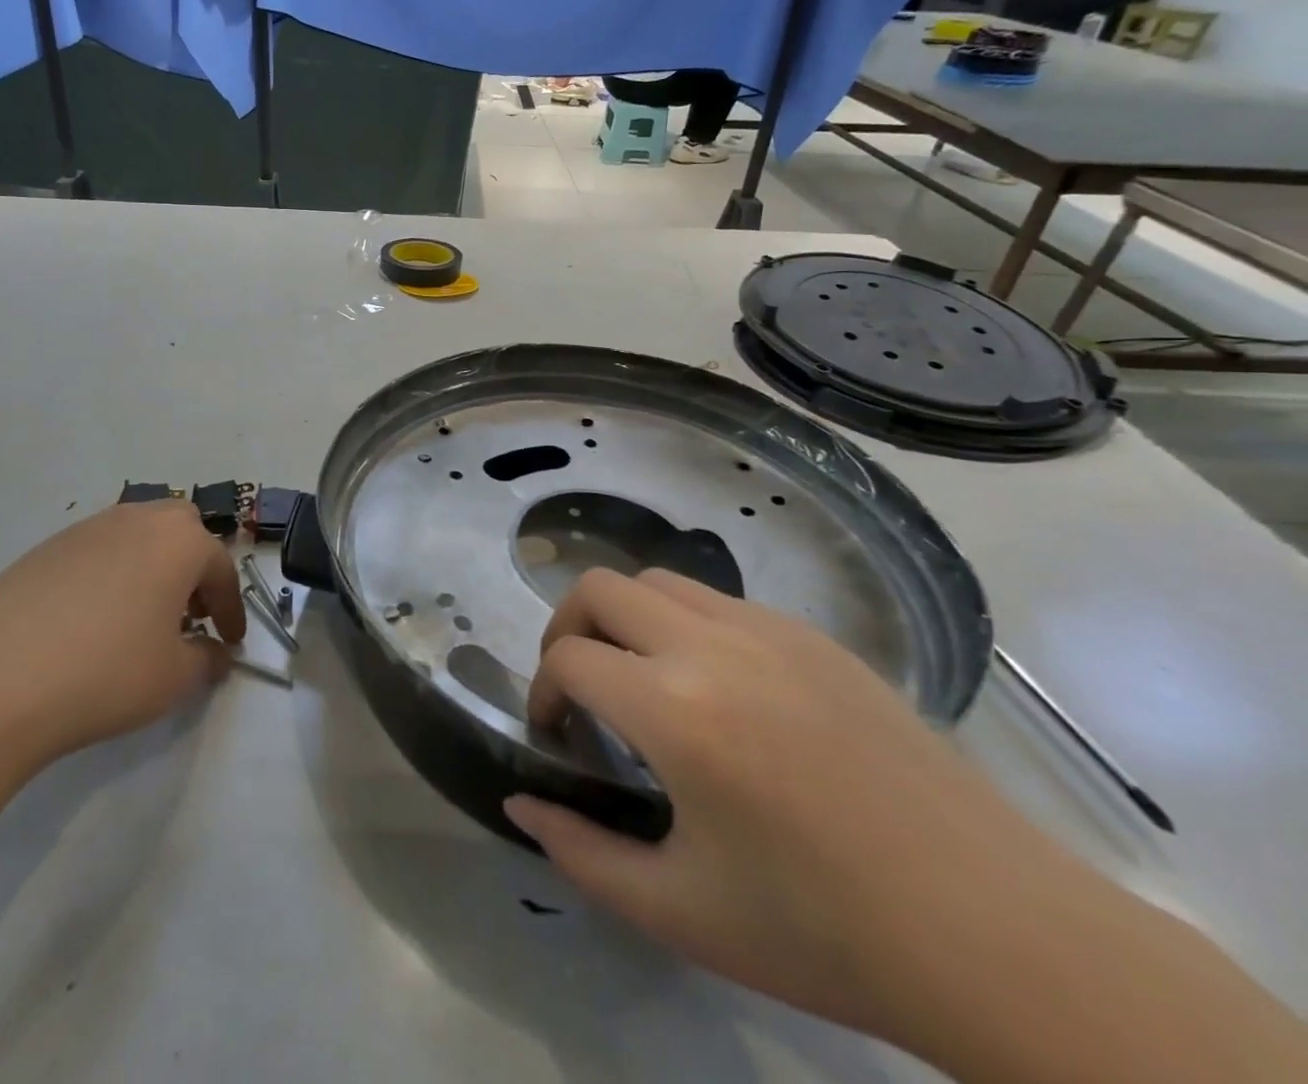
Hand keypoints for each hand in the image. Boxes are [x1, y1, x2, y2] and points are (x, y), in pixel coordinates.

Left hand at [0, 502, 245, 772]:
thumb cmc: (105, 672)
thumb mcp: (173, 678)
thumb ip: (205, 661)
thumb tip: (213, 654)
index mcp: (179, 541)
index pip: (221, 569)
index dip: (231, 609)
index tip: (231, 642)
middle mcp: (136, 520)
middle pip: (181, 530)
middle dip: (194, 569)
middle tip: (189, 615)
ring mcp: (86, 529)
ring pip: (137, 537)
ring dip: (153, 569)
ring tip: (143, 619)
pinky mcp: (44, 549)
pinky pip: (97, 552)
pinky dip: (112, 576)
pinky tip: (94, 621)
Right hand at [505, 567, 1064, 1041]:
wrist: (996, 935)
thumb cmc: (824, 932)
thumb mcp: (680, 912)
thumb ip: (581, 852)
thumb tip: (520, 802)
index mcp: (674, 710)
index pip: (569, 658)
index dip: (542, 692)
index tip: (557, 735)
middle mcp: (713, 646)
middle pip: (600, 588)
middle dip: (568, 629)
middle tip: (580, 689)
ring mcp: (770, 631)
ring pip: (660, 582)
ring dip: (627, 619)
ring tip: (643, 681)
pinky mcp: (817, 638)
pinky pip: (721, 602)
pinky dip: (687, 625)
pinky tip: (720, 692)